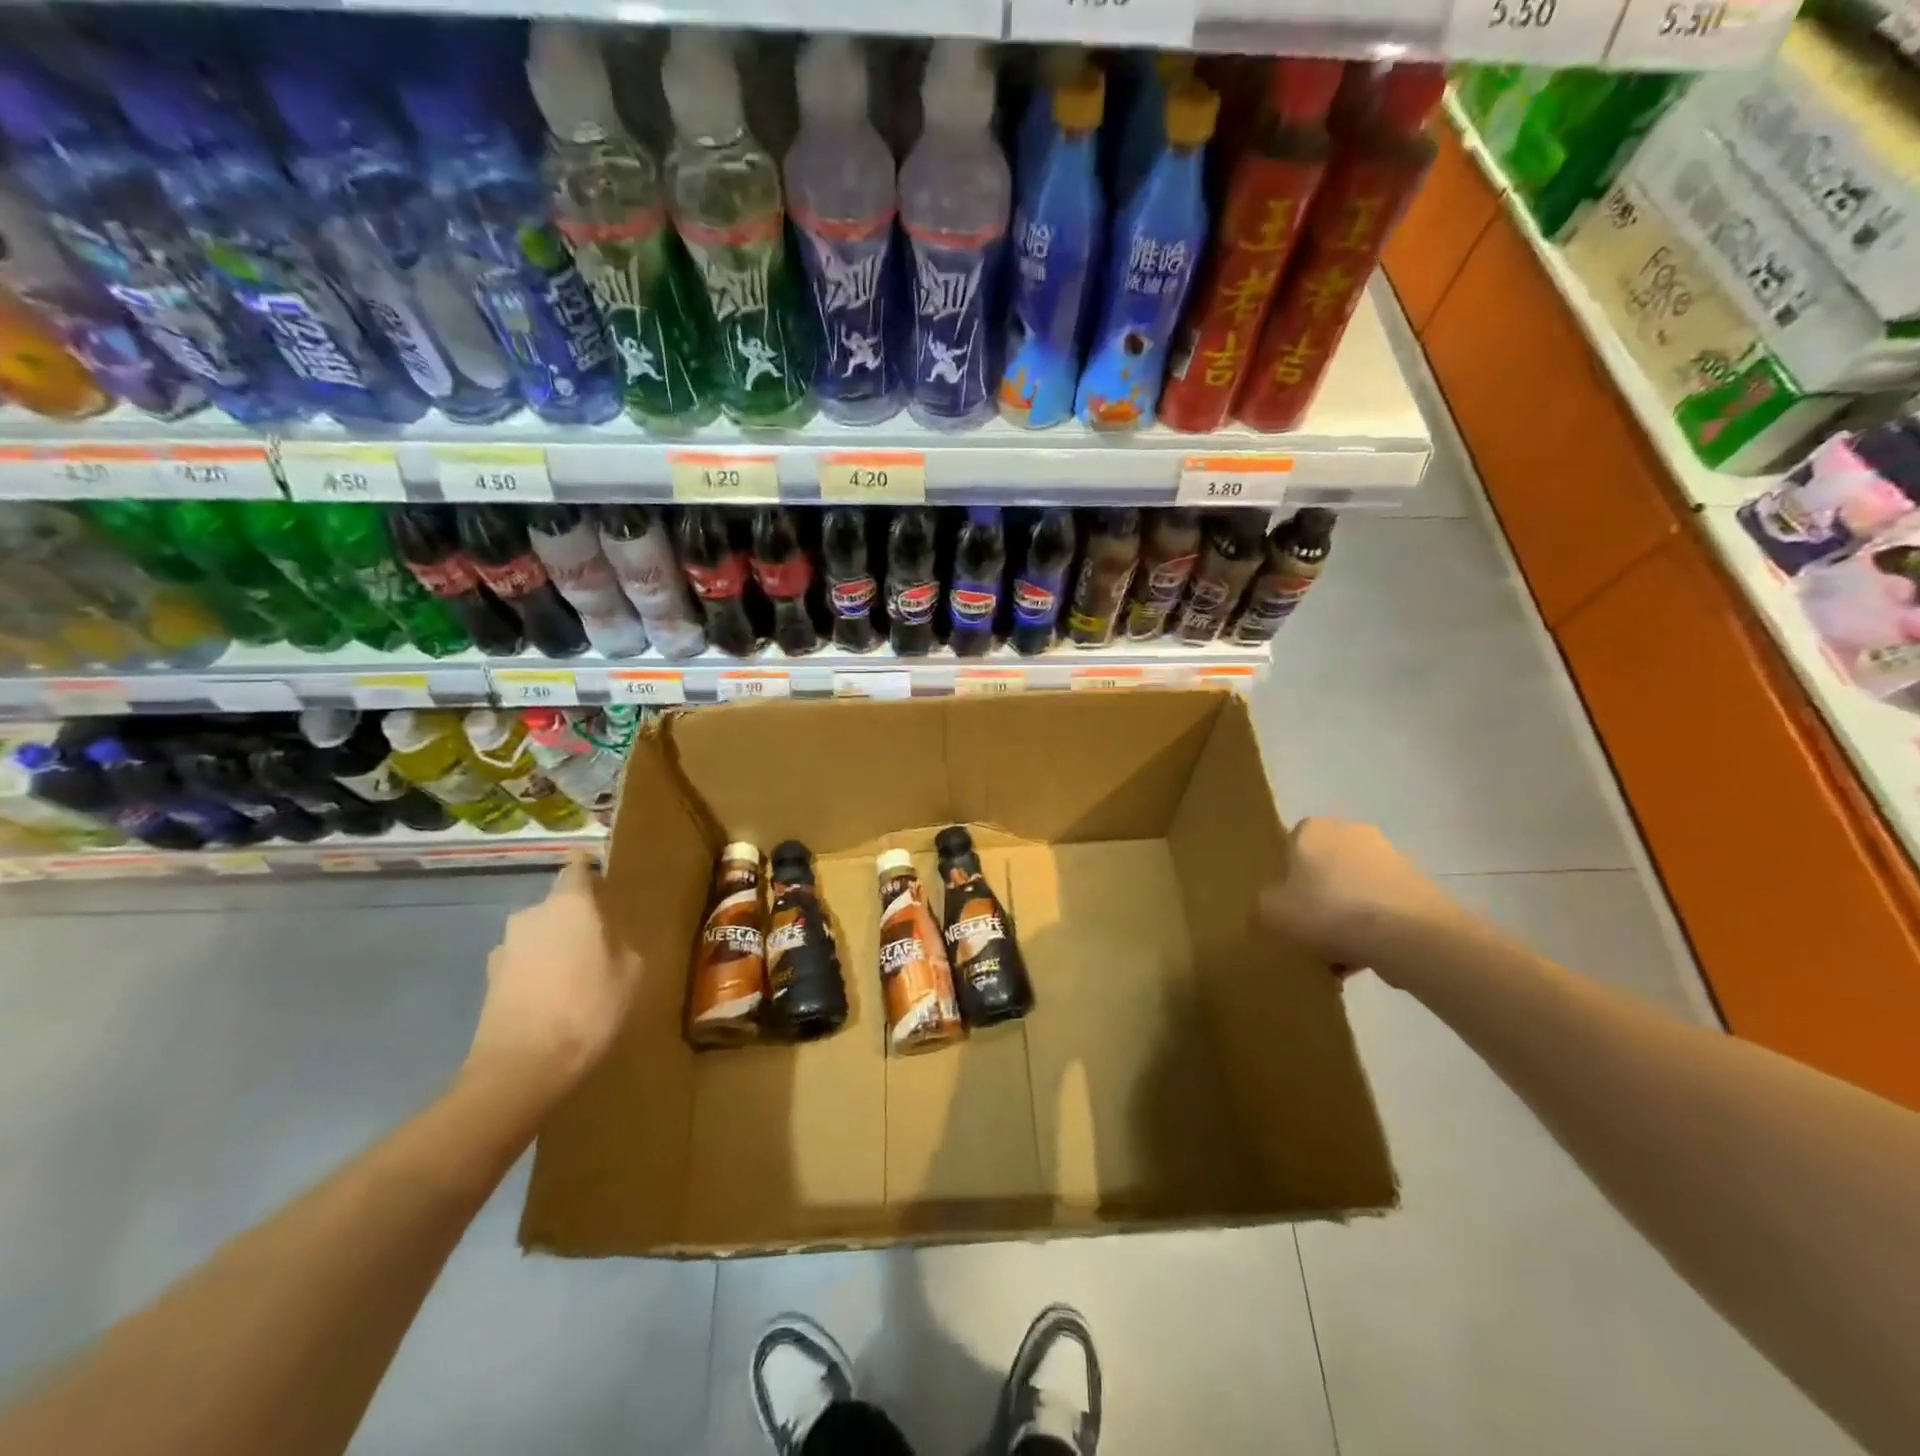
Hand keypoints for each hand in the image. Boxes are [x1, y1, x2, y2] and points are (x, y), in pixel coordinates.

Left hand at [465, 851, 644, 1103]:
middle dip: (578, 916)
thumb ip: (621, 941)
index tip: (603, 882)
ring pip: (540, 933)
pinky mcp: (490, 978)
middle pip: (560, 903)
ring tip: (577, 975)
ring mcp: (506, 945)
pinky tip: (552, 998)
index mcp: (571, 902)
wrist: (522, 1067)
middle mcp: (533, 913)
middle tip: (601, 941)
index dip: (590, 870)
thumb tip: (608, 936)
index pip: (578, 867)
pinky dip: (538, 971)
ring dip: (556, 945)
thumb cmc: (589, 1007)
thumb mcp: (631, 971)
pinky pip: (524, 962)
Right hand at [1259, 817, 1457, 977]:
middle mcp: (1351, 831)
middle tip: (1314, 931)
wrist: (1407, 935)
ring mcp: (1390, 856)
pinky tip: (1369, 957)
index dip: (1288, 879)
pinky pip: (1384, 904)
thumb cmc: (1328, 912)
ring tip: (1343, 954)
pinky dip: (1376, 925)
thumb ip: (1266, 901)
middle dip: (1321, 896)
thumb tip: (1276, 901)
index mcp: (1312, 829)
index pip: (1291, 847)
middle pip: (1326, 867)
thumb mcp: (1272, 911)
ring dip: (1349, 913)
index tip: (1289, 908)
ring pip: (1356, 888)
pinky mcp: (1418, 883)